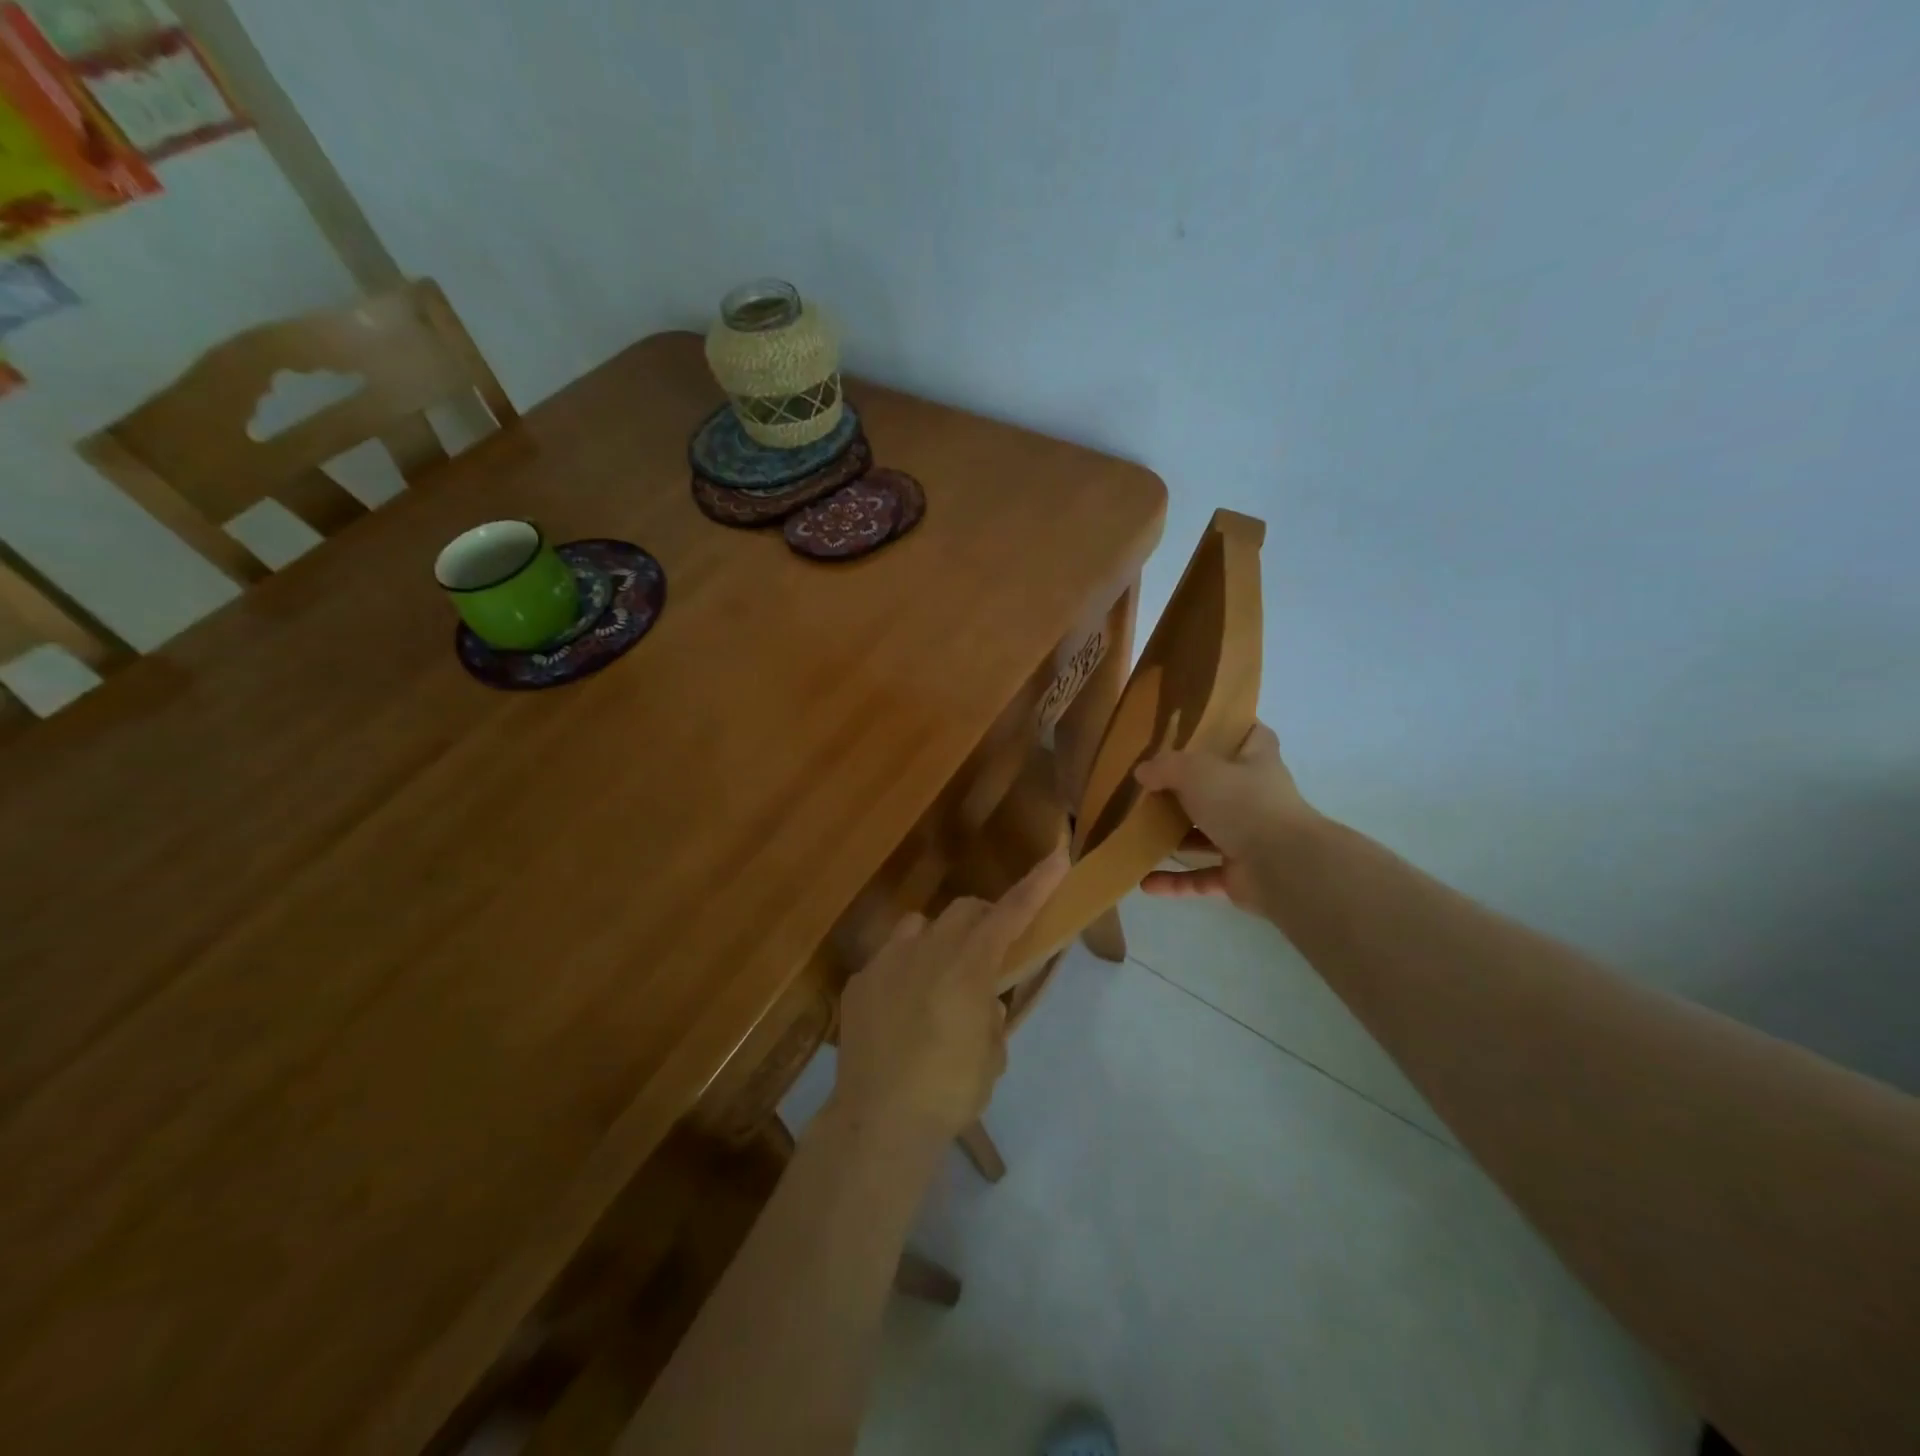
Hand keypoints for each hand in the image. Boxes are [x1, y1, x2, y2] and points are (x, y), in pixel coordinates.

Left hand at [832, 849, 1070, 1140]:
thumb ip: (990, 1015)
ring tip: (939, 977)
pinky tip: (900, 1012)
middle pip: (963, 911)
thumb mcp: (991, 1055)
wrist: (879, 1120)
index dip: (1036, 885)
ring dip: (939, 939)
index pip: (1010, 914)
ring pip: (919, 926)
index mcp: (967, 966)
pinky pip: (888, 960)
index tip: (1058, 858)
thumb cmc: (948, 1091)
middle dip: (983, 920)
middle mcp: (926, 950)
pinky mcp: (859, 983)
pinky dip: (904, 972)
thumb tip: (980, 1003)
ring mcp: (886, 962)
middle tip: (990, 951)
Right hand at [1134, 721, 1317, 912]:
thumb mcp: (1196, 770)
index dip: (1231, 728)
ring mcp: (1248, 838)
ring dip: (1176, 838)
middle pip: (1219, 787)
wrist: (1282, 865)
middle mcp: (1254, 798)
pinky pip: (1201, 876)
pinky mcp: (1239, 874)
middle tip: (1149, 785)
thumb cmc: (1243, 803)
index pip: (1252, 735)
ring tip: (1138, 833)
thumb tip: (1142, 772)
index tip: (1200, 728)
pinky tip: (1145, 883)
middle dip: (1187, 789)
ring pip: (1207, 835)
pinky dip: (1175, 881)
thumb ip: (1166, 767)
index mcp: (1256, 762)